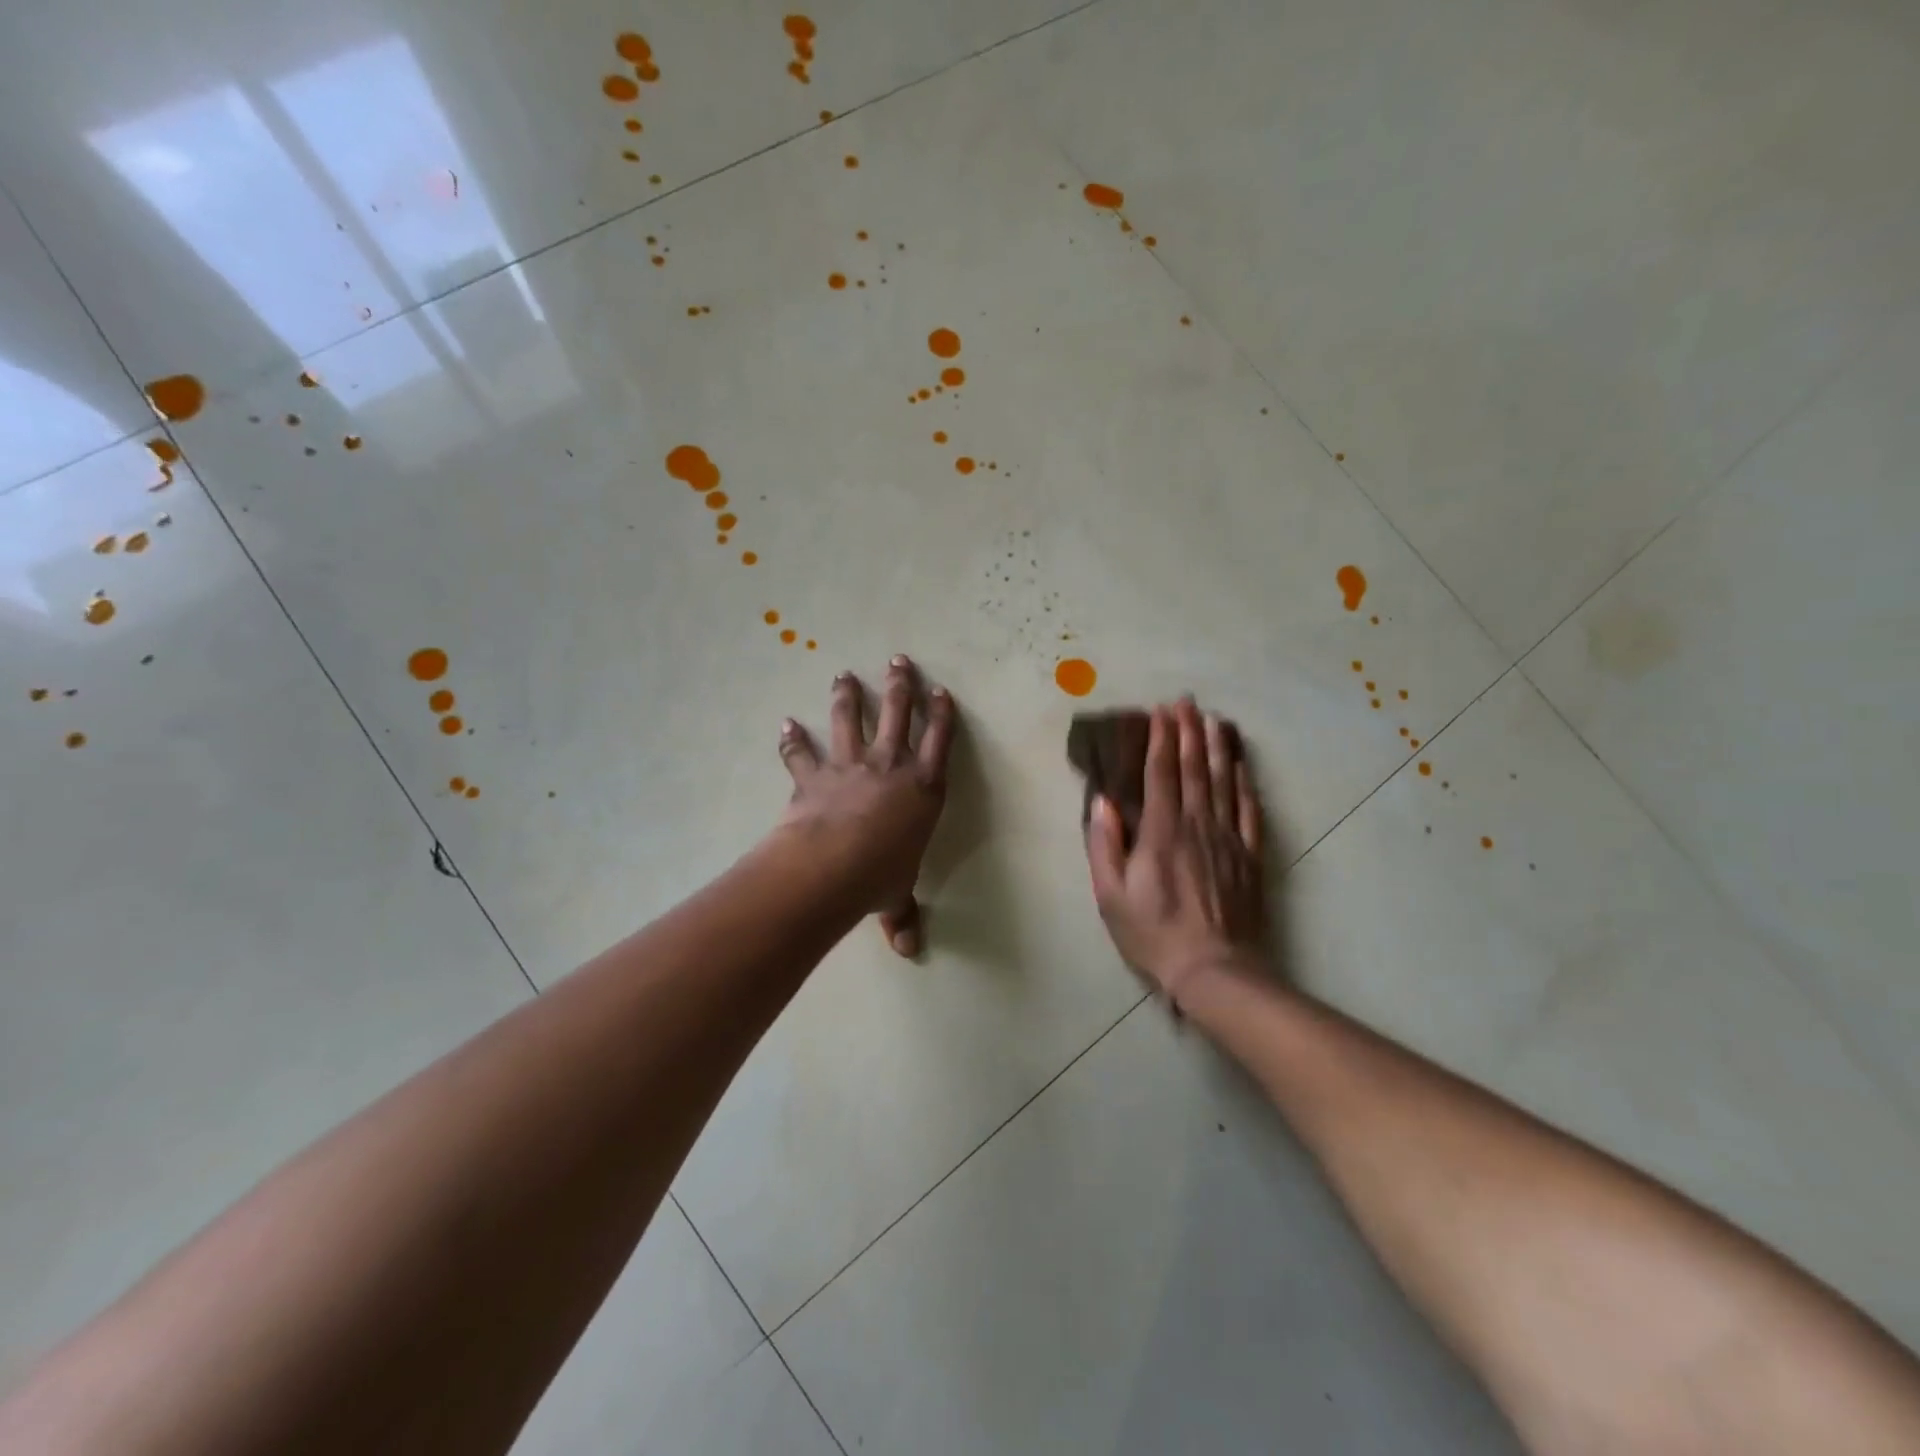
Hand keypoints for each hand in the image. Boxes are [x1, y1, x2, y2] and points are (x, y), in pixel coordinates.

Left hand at [775, 655, 957, 955]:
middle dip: (901, 685)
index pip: (939, 742)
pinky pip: (801, 753)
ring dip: (847, 695)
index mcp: (923, 789)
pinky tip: (786, 723)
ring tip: (844, 674)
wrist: (832, 866)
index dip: (942, 714)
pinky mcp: (814, 775)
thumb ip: (901, 915)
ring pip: (850, 719)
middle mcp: (890, 767)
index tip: (941, 691)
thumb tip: (907, 950)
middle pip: (898, 714)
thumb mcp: (896, 896)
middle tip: (899, 660)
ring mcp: (850, 766)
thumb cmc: (879, 876)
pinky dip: (792, 739)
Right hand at [1085, 699, 1265, 1007]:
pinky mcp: (1249, 856)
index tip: (1160, 712)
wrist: (1213, 969)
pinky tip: (1240, 766)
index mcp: (1161, 832)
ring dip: (1216, 748)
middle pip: (1193, 769)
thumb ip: (1104, 845)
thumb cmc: (1153, 933)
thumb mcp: (1111, 895)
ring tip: (1213, 720)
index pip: (1160, 774)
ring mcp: (1227, 838)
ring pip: (1222, 782)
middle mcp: (1196, 824)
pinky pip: (1248, 810)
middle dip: (1189, 732)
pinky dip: (1244, 783)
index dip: (1161, 739)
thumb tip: (1102, 801)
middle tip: (1186, 703)